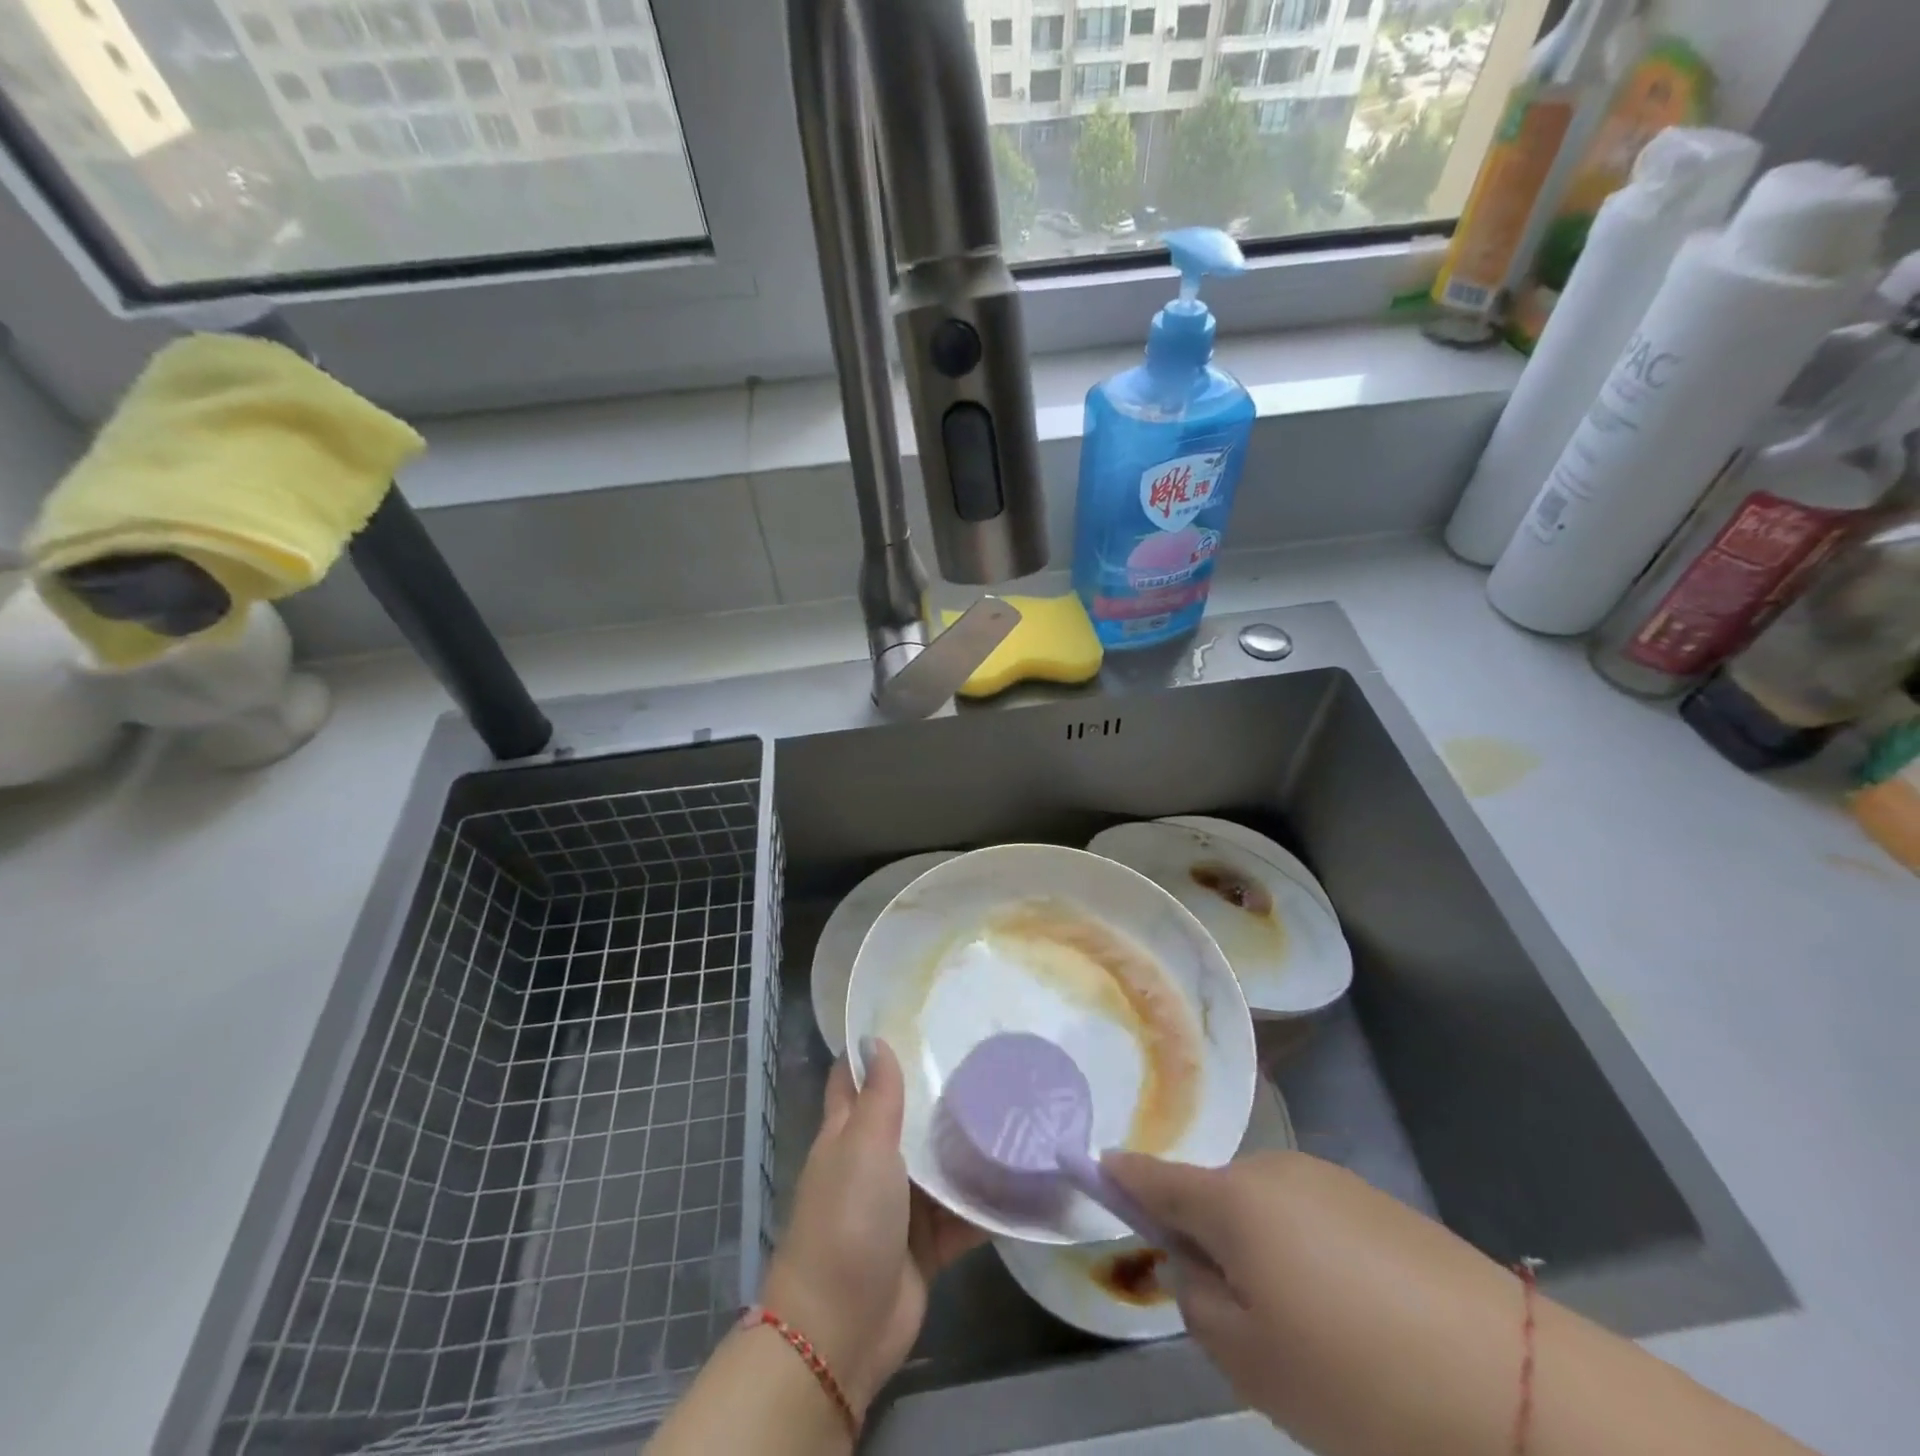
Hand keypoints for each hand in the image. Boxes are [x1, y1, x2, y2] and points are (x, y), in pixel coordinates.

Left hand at [761, 1038, 985, 1414]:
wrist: (841, 1330)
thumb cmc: (846, 1220)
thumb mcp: (862, 1146)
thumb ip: (877, 1097)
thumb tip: (874, 1039)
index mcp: (848, 1133)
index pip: (855, 1078)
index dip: (876, 1048)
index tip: (916, 1017)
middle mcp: (873, 1162)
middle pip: (907, 1117)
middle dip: (939, 1091)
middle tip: (987, 1054)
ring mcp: (901, 1205)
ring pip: (940, 1164)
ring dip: (970, 1145)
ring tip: (1018, 1105)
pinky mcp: (928, 1243)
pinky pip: (963, 1214)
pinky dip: (988, 1202)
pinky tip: (1026, 1177)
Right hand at [1104, 1149, 1528, 1453]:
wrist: (1514, 1386)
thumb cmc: (1355, 1377)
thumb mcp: (1248, 1358)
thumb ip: (1195, 1298)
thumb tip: (1192, 1262)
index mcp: (1233, 1197)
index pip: (1156, 1176)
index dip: (1122, 1177)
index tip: (1096, 1170)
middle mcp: (1275, 1168)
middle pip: (1215, 1197)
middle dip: (1210, 1242)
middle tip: (1244, 1324)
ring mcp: (1330, 1180)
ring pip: (1266, 1211)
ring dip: (1264, 1254)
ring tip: (1313, 1336)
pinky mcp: (1377, 1203)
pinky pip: (1312, 1220)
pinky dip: (1309, 1258)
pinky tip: (1358, 1323)